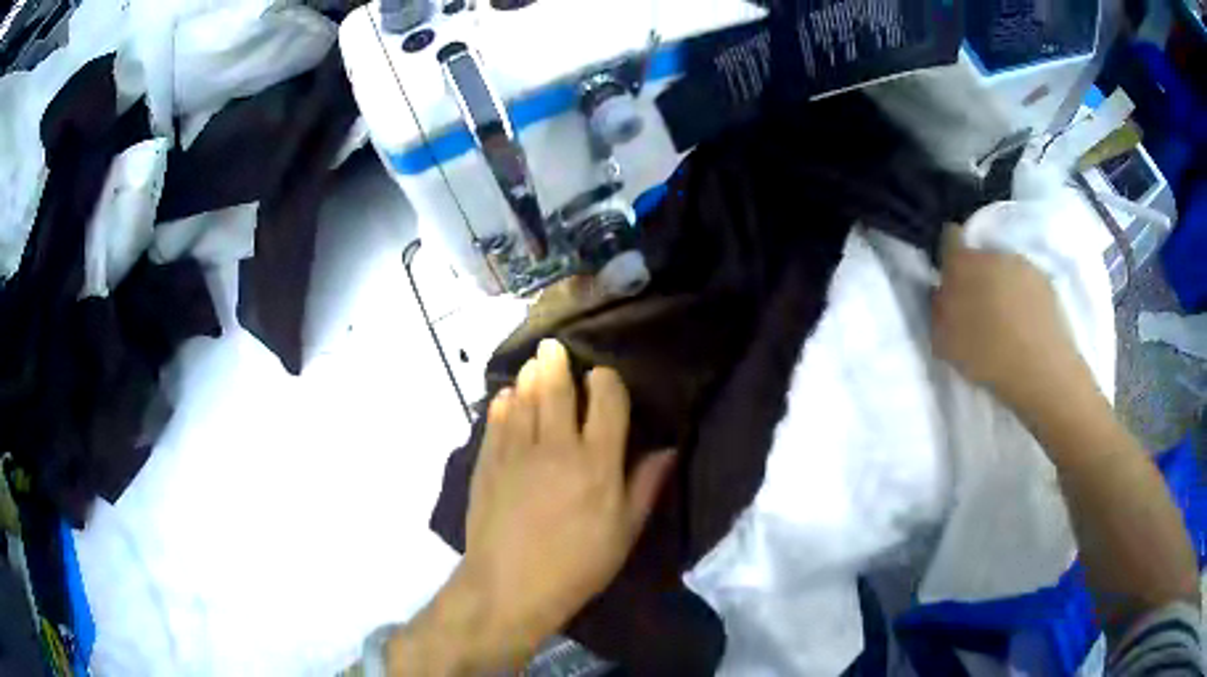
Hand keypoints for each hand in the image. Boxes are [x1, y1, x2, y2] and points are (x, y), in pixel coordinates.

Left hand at [387, 340, 674, 674]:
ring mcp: (517, 451)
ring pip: (524, 397)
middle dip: (557, 362)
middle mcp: (557, 446)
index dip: (606, 380)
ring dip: (529, 376)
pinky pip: (496, 420)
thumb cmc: (578, 565)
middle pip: (557, 387)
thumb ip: (645, 486)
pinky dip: (503, 403)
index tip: (603, 378)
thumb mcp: (624, 532)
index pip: (606, 400)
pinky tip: (506, 398)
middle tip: (553, 347)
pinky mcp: (488, 461)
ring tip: (533, 364)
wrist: (511, 585)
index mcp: (597, 462)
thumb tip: (667, 448)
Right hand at [932, 225, 1093, 413]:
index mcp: (963, 264)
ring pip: (1004, 268)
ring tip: (1004, 320)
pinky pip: (1025, 282)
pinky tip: (1024, 324)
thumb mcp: (946, 343)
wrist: (1041, 371)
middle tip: (978, 309)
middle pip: (979, 256)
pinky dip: (1022, 297)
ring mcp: (1022, 265)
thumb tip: (939, 292)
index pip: (949, 238)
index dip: (949, 258)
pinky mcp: (1044, 280)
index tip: (951, 282)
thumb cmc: (988, 359)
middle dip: (976, 275)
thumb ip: (938, 310)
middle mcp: (992, 255)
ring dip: (1001, 286)